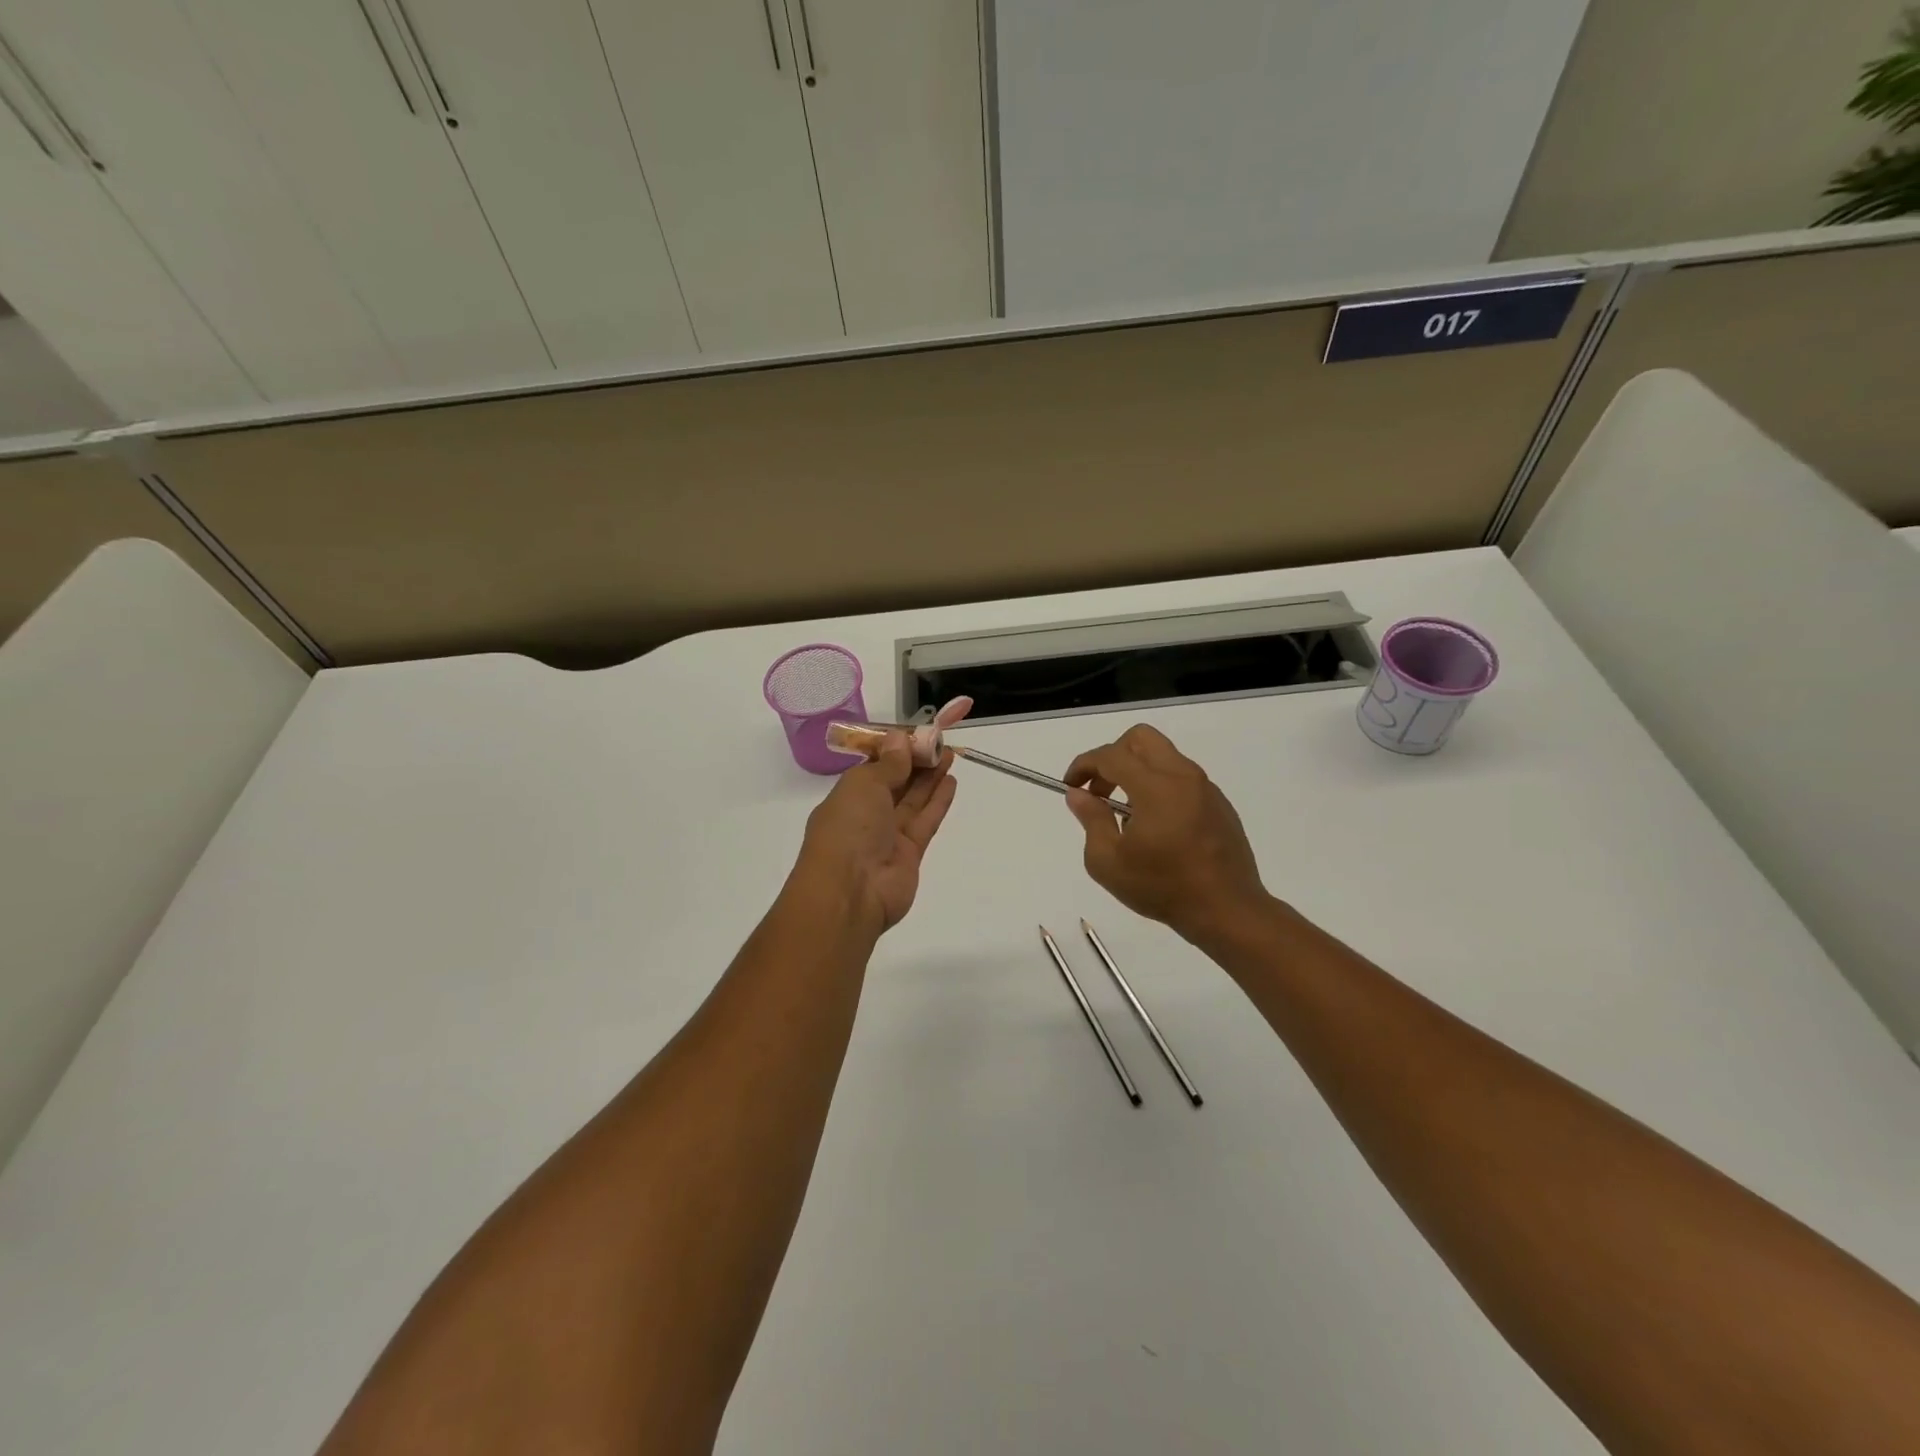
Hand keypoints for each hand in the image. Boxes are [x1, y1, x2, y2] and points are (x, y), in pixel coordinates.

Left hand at [795, 732, 957, 933]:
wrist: (850, 892)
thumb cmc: (848, 830)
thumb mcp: (863, 786)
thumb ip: (888, 764)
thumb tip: (899, 739)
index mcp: (847, 795)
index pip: (874, 767)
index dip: (895, 750)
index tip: (916, 734)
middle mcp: (867, 814)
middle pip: (897, 782)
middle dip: (917, 761)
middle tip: (940, 741)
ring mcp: (889, 835)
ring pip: (913, 800)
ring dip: (931, 777)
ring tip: (950, 754)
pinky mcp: (910, 853)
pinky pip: (926, 821)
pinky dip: (938, 801)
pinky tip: (951, 781)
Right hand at [1063, 725, 1269, 945]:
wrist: (1227, 911)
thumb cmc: (1162, 888)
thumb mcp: (1109, 862)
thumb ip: (1091, 820)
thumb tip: (1079, 794)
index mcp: (1156, 787)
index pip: (1111, 755)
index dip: (1084, 765)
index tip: (1071, 786)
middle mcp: (1183, 777)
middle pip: (1141, 738)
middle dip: (1112, 755)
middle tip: (1101, 790)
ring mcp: (1206, 788)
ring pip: (1163, 756)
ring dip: (1137, 771)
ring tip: (1126, 814)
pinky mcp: (1219, 803)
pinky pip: (1182, 778)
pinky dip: (1160, 786)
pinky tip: (1157, 826)